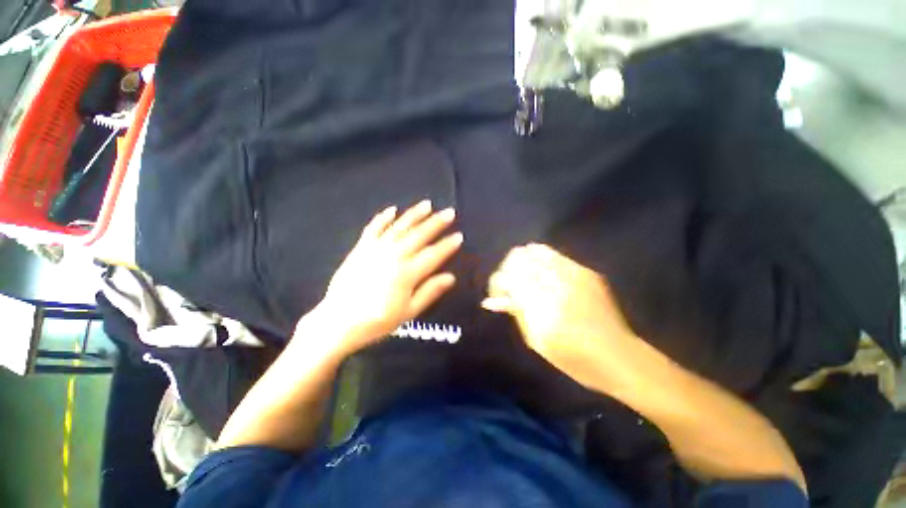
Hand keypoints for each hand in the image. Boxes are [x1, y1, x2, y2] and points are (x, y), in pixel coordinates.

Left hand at [312, 200, 462, 356]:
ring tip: (427, 204)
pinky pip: (373, 228)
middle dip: (436, 223)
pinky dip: (383, 218)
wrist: (338, 321)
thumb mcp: (408, 312)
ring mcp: (376, 250)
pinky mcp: (361, 248)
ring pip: (399, 227)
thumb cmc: (377, 321)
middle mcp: (393, 256)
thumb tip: (450, 277)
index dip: (447, 245)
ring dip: (414, 215)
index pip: (433, 254)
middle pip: (418, 235)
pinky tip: (392, 209)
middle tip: (449, 212)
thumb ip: (429, 292)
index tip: (459, 236)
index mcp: (407, 274)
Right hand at [482, 243, 636, 385]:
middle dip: (509, 270)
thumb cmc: (573, 358)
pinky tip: (546, 278)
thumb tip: (491, 301)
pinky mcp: (586, 271)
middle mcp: (556, 281)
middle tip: (512, 286)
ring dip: (525, 262)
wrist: (619, 356)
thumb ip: (515, 312)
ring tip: (527, 279)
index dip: (498, 284)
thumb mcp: (536, 340)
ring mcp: (573, 272)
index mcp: (541, 304)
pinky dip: (542, 262)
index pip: (506, 277)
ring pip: (535, 250)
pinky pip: (554, 256)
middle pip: (518, 257)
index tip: (500, 295)